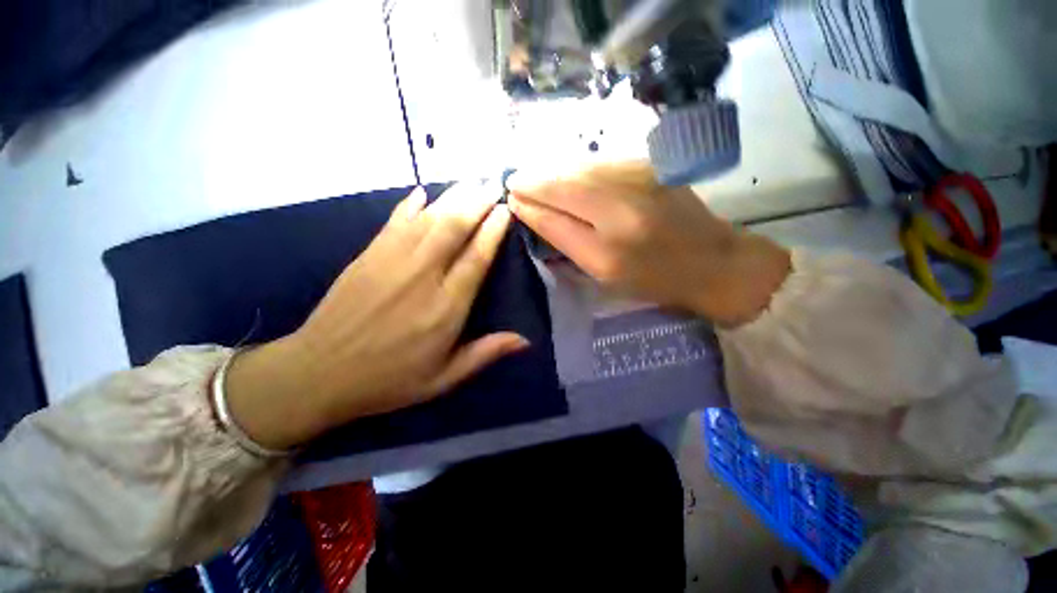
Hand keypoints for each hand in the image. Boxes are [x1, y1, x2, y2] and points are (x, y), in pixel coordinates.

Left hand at [224, 183, 527, 449]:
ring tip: (471, 182)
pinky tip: (423, 192)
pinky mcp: (368, 256)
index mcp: (446, 307)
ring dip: (452, 197)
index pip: (476, 258)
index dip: (493, 230)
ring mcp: (392, 261)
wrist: (318, 374)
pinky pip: (394, 221)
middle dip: (476, 202)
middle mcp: (423, 276)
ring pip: (428, 219)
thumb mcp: (444, 378)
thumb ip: (485, 353)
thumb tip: (526, 341)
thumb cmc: (389, 379)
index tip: (505, 210)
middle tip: (493, 183)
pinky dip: (410, 204)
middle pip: (454, 228)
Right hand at [508, 161, 789, 324]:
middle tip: (514, 182)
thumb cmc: (653, 279)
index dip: (529, 203)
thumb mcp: (603, 272)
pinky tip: (566, 173)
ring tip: (533, 176)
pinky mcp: (651, 165)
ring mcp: (639, 178)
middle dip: (534, 180)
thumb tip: (533, 212)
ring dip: (553, 170)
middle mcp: (621, 205)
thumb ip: (565, 240)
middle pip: (564, 183)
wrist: (713, 262)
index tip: (510, 197)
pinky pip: (600, 163)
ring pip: (581, 167)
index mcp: (607, 246)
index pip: (554, 215)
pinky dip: (578, 167)